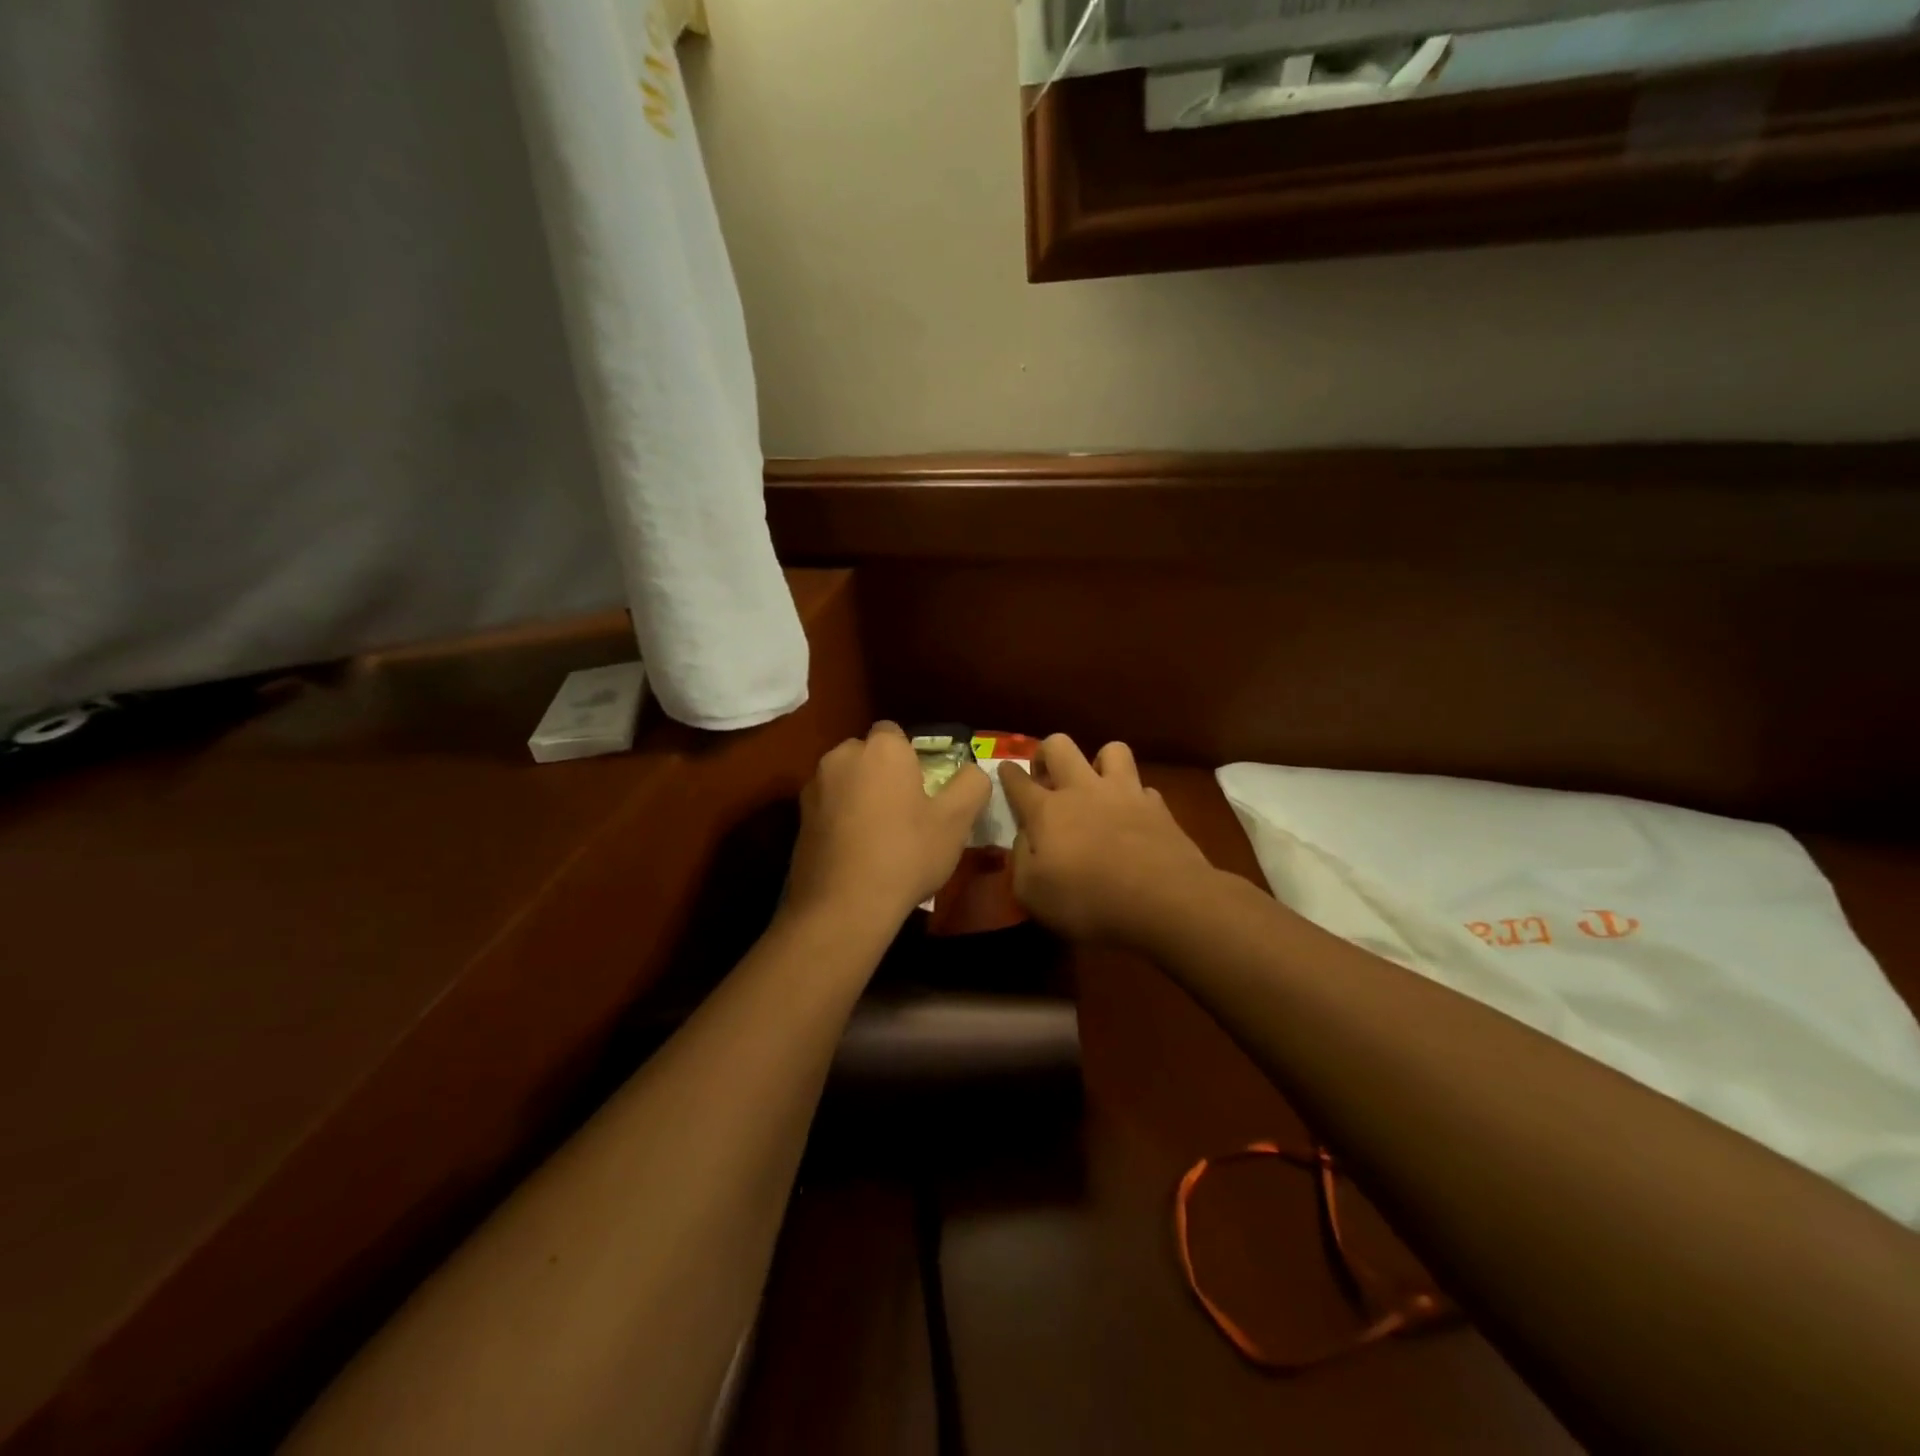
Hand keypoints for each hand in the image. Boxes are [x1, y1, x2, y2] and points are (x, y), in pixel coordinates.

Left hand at [786, 721, 992, 926]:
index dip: (911, 757)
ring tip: (879, 835)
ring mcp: (815, 787)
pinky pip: (829, 806)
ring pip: (846, 780)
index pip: (895, 733)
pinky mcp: (799, 818)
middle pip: (868, 755)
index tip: (924, 788)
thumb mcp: (956, 821)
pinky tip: (856, 851)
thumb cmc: (906, 854)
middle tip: (906, 812)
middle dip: (883, 773)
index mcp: (882, 749)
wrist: (843, 906)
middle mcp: (842, 756)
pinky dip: (841, 818)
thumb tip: (971, 771)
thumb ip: (971, 784)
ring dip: (860, 795)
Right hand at [998, 735, 1216, 946]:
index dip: (1008, 774)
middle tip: (1047, 775)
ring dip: (1100, 762)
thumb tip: (1024, 839)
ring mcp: (1124, 793)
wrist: (1164, 900)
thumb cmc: (1089, 901)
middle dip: (1047, 752)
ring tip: (1097, 786)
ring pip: (1111, 750)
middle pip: (1059, 746)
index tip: (1004, 769)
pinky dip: (1135, 797)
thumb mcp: (1033, 894)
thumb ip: (1020, 861)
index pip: (1018, 781)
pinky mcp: (1158, 806)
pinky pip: (1143, 788)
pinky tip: (1134, 817)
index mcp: (1047, 811)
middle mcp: (1083, 790)